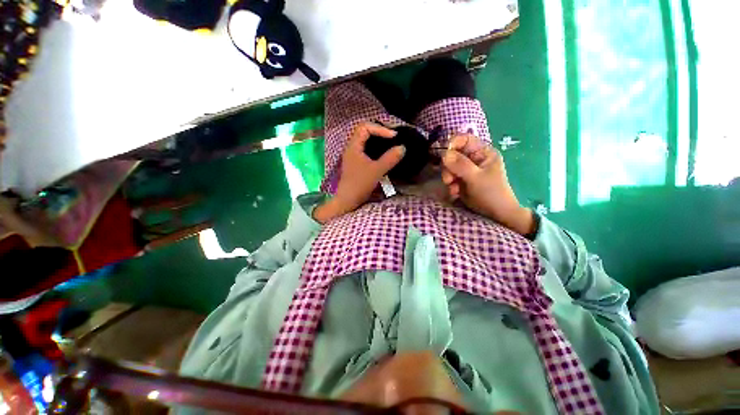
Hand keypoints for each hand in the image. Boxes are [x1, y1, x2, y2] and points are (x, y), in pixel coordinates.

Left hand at [314, 122, 404, 223]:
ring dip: (377, 139)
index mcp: (353, 146)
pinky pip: (366, 149)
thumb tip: (402, 147)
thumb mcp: (376, 171)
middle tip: (393, 137)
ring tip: (390, 142)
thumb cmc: (359, 184)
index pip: (365, 127)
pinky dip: (375, 147)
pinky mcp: (356, 162)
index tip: (393, 136)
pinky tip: (383, 153)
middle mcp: (352, 147)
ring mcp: (353, 155)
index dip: (380, 128)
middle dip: (379, 131)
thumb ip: (390, 159)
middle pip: (364, 131)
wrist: (348, 200)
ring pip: (365, 140)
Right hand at [441, 134, 534, 235]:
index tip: (443, 155)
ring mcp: (468, 169)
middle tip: (449, 180)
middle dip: (448, 167)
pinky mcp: (462, 179)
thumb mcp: (476, 178)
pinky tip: (455, 193)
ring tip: (454, 189)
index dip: (452, 144)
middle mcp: (474, 158)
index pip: (464, 139)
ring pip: (449, 167)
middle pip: (453, 154)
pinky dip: (450, 185)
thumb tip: (443, 153)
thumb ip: (460, 165)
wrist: (496, 214)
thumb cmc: (491, 193)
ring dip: (448, 178)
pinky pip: (450, 177)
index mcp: (483, 152)